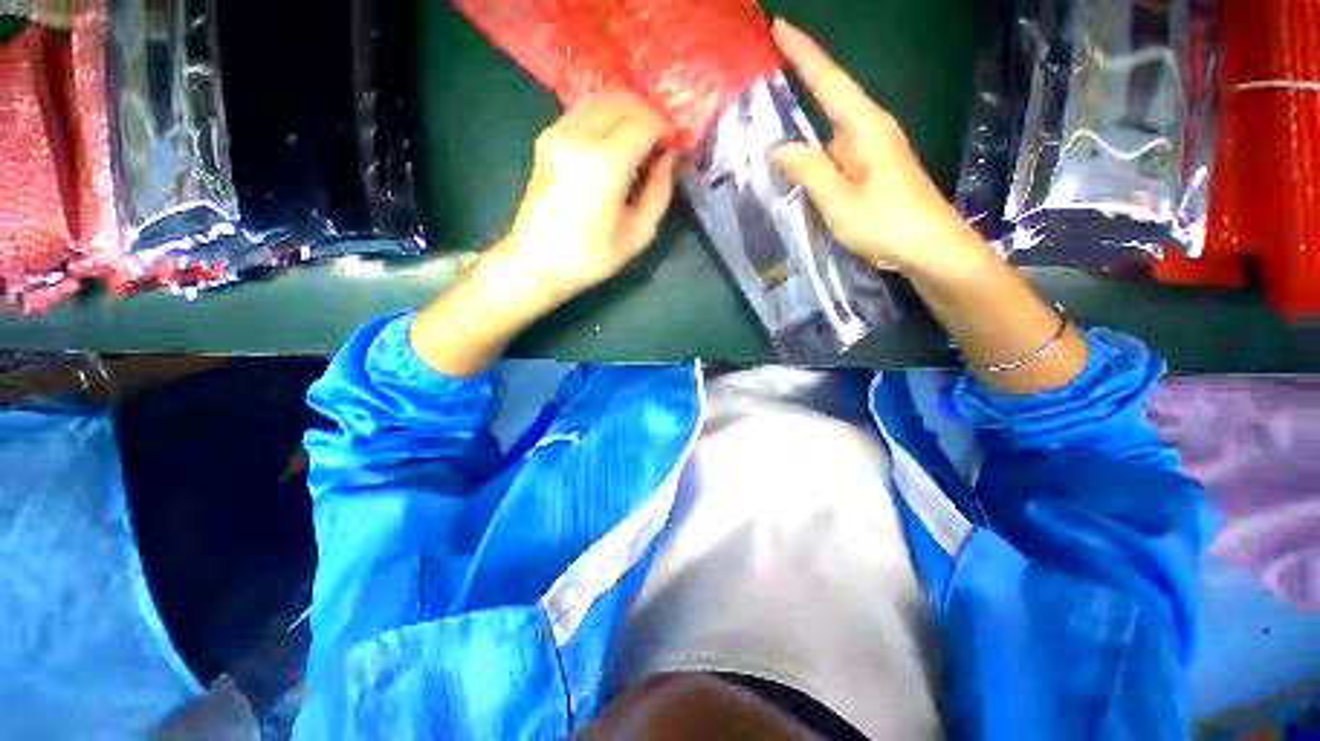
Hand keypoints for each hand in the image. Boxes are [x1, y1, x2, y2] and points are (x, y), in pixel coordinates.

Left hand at [493, 90, 677, 305]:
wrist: (536, 263)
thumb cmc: (591, 257)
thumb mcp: (638, 233)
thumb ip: (659, 191)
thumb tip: (668, 160)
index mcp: (607, 162)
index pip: (645, 122)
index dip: (665, 132)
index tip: (672, 152)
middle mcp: (580, 135)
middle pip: (624, 101)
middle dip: (648, 117)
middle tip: (657, 146)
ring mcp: (558, 132)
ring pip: (602, 100)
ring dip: (626, 115)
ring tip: (636, 146)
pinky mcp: (546, 138)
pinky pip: (584, 112)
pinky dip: (605, 119)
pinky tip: (611, 148)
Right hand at [770, 19, 982, 273]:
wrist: (929, 247)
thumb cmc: (886, 223)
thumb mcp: (839, 201)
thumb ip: (808, 170)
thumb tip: (779, 147)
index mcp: (865, 127)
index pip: (829, 80)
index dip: (804, 53)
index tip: (780, 26)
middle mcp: (870, 129)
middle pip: (830, 99)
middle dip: (800, 85)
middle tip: (764, 77)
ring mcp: (873, 149)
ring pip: (830, 131)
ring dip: (805, 127)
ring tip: (772, 126)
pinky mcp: (872, 168)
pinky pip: (836, 152)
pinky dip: (815, 153)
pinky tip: (798, 165)